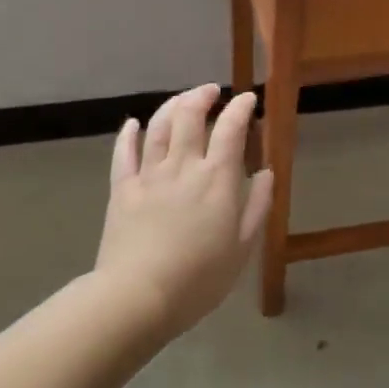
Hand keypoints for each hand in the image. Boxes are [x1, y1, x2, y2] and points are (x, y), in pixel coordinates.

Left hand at [95, 84, 272, 333]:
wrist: (138, 296)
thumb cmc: (198, 278)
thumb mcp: (242, 248)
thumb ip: (257, 206)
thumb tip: (266, 173)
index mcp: (216, 179)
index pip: (230, 129)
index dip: (240, 108)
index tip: (247, 99)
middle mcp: (182, 166)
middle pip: (190, 116)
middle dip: (202, 96)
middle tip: (212, 91)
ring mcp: (149, 175)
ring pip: (159, 126)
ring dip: (172, 105)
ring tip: (182, 99)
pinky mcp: (122, 189)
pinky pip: (124, 153)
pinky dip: (128, 134)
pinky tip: (132, 123)